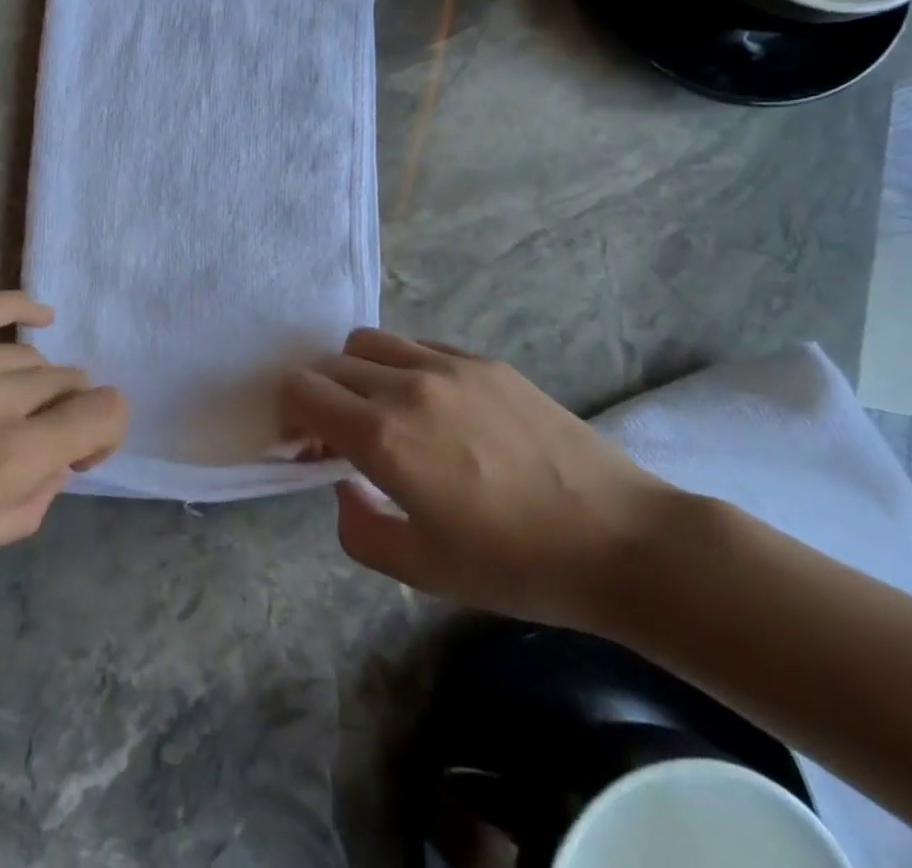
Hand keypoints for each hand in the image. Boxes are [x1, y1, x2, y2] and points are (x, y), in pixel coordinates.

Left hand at [0, 292, 125, 604]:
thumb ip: (27, 505)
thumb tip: (54, 465)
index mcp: (13, 457)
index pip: (104, 411)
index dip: (106, 432)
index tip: (78, 455)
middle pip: (71, 381)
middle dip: (69, 412)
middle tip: (37, 440)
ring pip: (33, 356)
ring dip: (38, 383)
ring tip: (9, 407)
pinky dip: (22, 307)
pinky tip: (39, 316)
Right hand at [280, 329, 672, 629]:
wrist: (619, 540)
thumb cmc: (514, 565)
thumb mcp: (420, 569)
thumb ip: (357, 526)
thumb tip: (343, 483)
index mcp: (381, 435)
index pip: (301, 389)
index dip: (292, 415)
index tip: (309, 446)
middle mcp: (405, 385)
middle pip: (330, 363)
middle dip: (321, 396)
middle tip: (343, 436)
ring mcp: (448, 365)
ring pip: (370, 341)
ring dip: (358, 372)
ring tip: (386, 412)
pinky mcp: (484, 361)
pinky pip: (419, 345)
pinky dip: (404, 366)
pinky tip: (435, 405)